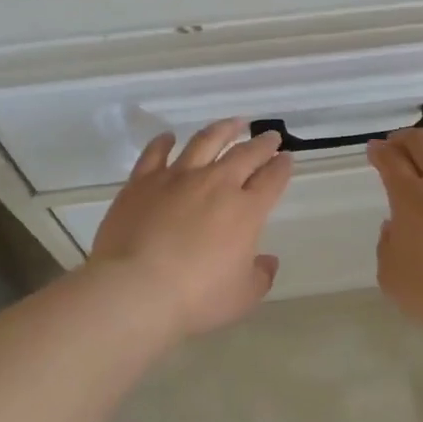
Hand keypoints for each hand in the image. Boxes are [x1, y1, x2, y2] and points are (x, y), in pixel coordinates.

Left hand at [88, 119, 293, 337]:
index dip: (282, 167)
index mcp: (246, 211)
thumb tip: (266, 261)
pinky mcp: (142, 182)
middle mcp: (216, 184)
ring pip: (205, 142)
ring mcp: (177, 178)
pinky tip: (169, 137)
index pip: (272, 180)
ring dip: (223, 130)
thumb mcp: (242, 296)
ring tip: (233, 123)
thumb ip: (260, 276)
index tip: (286, 158)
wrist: (136, 289)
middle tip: (270, 136)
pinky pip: (155, 153)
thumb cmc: (196, 298)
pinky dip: (164, 142)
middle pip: (245, 154)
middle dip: (262, 144)